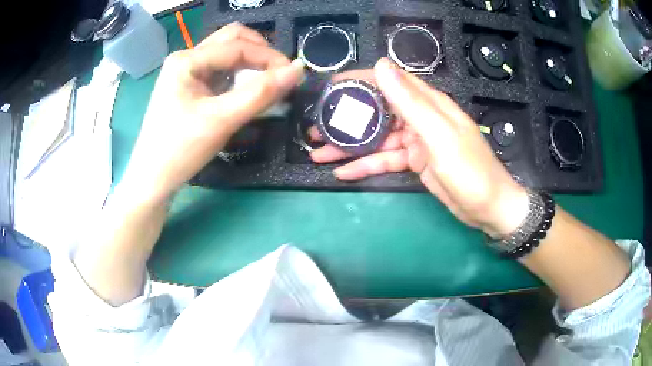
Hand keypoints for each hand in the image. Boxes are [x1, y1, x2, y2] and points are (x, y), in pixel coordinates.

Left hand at [122, 23, 304, 200]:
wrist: (152, 180)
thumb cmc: (180, 150)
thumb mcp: (221, 120)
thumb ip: (260, 93)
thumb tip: (298, 71)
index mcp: (187, 60)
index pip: (237, 46)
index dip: (269, 57)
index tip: (295, 76)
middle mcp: (186, 59)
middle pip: (231, 40)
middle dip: (260, 52)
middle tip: (280, 74)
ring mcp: (186, 73)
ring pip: (227, 54)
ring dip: (251, 63)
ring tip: (268, 82)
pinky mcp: (189, 87)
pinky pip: (220, 71)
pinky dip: (239, 76)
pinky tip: (248, 90)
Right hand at [310, 59, 527, 237]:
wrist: (488, 209)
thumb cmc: (470, 171)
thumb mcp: (439, 135)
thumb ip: (410, 102)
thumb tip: (381, 66)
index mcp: (429, 104)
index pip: (390, 82)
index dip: (360, 80)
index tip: (331, 87)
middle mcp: (420, 118)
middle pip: (378, 112)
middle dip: (347, 118)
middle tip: (317, 126)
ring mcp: (416, 141)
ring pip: (377, 139)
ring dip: (350, 146)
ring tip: (319, 152)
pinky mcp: (414, 162)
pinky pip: (385, 160)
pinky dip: (365, 166)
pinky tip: (343, 172)